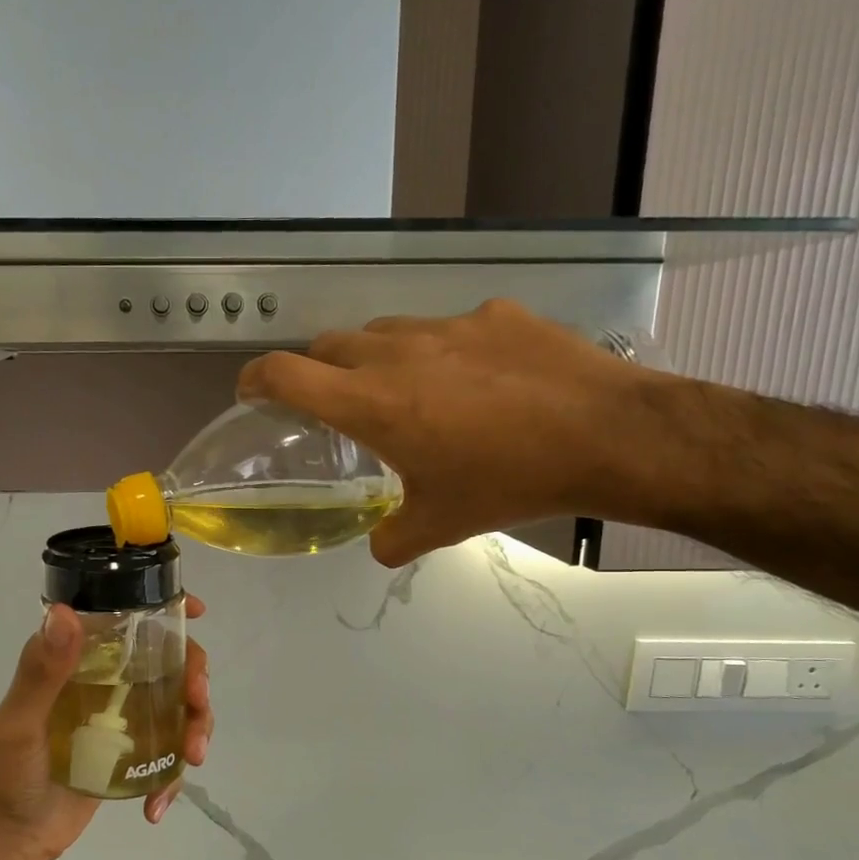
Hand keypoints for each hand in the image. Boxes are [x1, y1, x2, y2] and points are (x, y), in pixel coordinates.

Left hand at [0, 596, 213, 859]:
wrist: (8, 840)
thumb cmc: (6, 774)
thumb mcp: (21, 722)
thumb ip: (42, 672)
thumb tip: (65, 613)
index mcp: (79, 660)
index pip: (126, 621)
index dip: (166, 610)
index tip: (198, 612)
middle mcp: (105, 681)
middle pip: (168, 663)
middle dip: (194, 679)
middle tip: (197, 703)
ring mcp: (122, 718)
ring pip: (178, 706)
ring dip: (196, 727)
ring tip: (192, 758)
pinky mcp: (131, 754)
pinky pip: (168, 753)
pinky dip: (173, 777)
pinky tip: (156, 805)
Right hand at [238, 299, 673, 565]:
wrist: (607, 435)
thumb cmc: (509, 482)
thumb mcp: (441, 525)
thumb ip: (392, 539)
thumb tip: (378, 546)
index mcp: (371, 402)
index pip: (285, 373)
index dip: (256, 379)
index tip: (251, 392)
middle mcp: (397, 352)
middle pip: (329, 345)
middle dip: (317, 371)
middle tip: (333, 403)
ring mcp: (448, 326)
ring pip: (385, 332)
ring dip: (375, 358)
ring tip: (404, 390)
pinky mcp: (495, 314)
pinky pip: (447, 328)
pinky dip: (441, 352)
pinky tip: (475, 381)